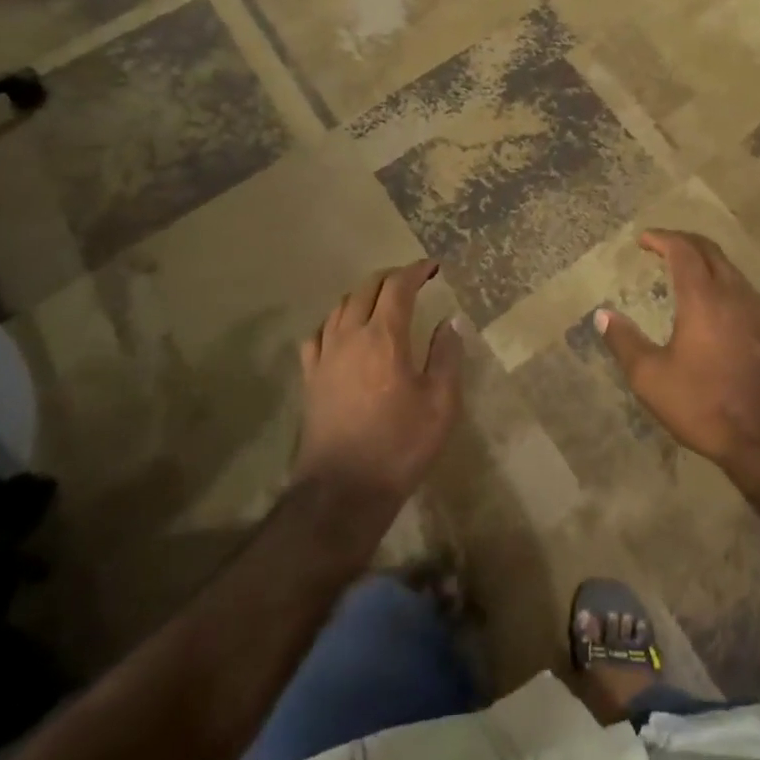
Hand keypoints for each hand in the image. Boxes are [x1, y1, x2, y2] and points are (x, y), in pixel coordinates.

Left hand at [295, 260, 462, 503]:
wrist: (343, 493)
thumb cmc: (400, 446)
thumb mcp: (441, 403)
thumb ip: (446, 356)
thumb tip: (450, 321)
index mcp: (384, 337)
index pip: (398, 286)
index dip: (416, 271)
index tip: (433, 267)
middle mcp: (350, 336)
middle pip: (366, 288)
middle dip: (391, 278)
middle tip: (412, 281)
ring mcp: (325, 357)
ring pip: (339, 307)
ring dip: (363, 295)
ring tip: (381, 301)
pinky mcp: (310, 378)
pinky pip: (318, 334)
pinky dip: (335, 322)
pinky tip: (344, 333)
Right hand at [596, 230, 759, 472]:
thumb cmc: (704, 404)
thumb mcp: (651, 378)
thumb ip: (625, 342)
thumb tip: (602, 315)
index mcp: (703, 298)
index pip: (683, 250)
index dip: (662, 238)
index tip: (643, 239)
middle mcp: (733, 294)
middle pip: (710, 250)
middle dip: (684, 241)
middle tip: (661, 245)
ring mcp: (756, 310)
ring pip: (730, 267)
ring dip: (705, 258)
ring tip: (684, 267)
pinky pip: (742, 286)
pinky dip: (721, 277)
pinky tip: (713, 299)